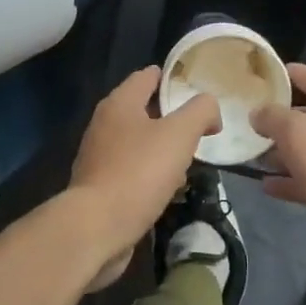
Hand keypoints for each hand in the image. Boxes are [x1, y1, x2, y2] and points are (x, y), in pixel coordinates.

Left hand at [68, 66, 220, 290]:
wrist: (95, 229)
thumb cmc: (138, 172)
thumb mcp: (179, 134)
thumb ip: (200, 111)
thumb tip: (210, 108)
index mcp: (120, 103)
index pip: (147, 76)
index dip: (173, 78)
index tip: (197, 88)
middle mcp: (104, 123)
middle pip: (143, 109)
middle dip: (171, 116)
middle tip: (199, 128)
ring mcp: (98, 156)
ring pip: (137, 142)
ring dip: (162, 147)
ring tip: (188, 160)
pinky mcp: (98, 186)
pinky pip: (130, 169)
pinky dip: (149, 173)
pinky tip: (167, 188)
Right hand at [251, 65, 305, 287]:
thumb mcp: (299, 134)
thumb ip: (274, 117)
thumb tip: (259, 112)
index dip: (289, 73)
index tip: (261, 75)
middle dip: (280, 117)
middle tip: (247, 119)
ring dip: (283, 151)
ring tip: (251, 155)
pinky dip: (292, 180)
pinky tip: (266, 186)